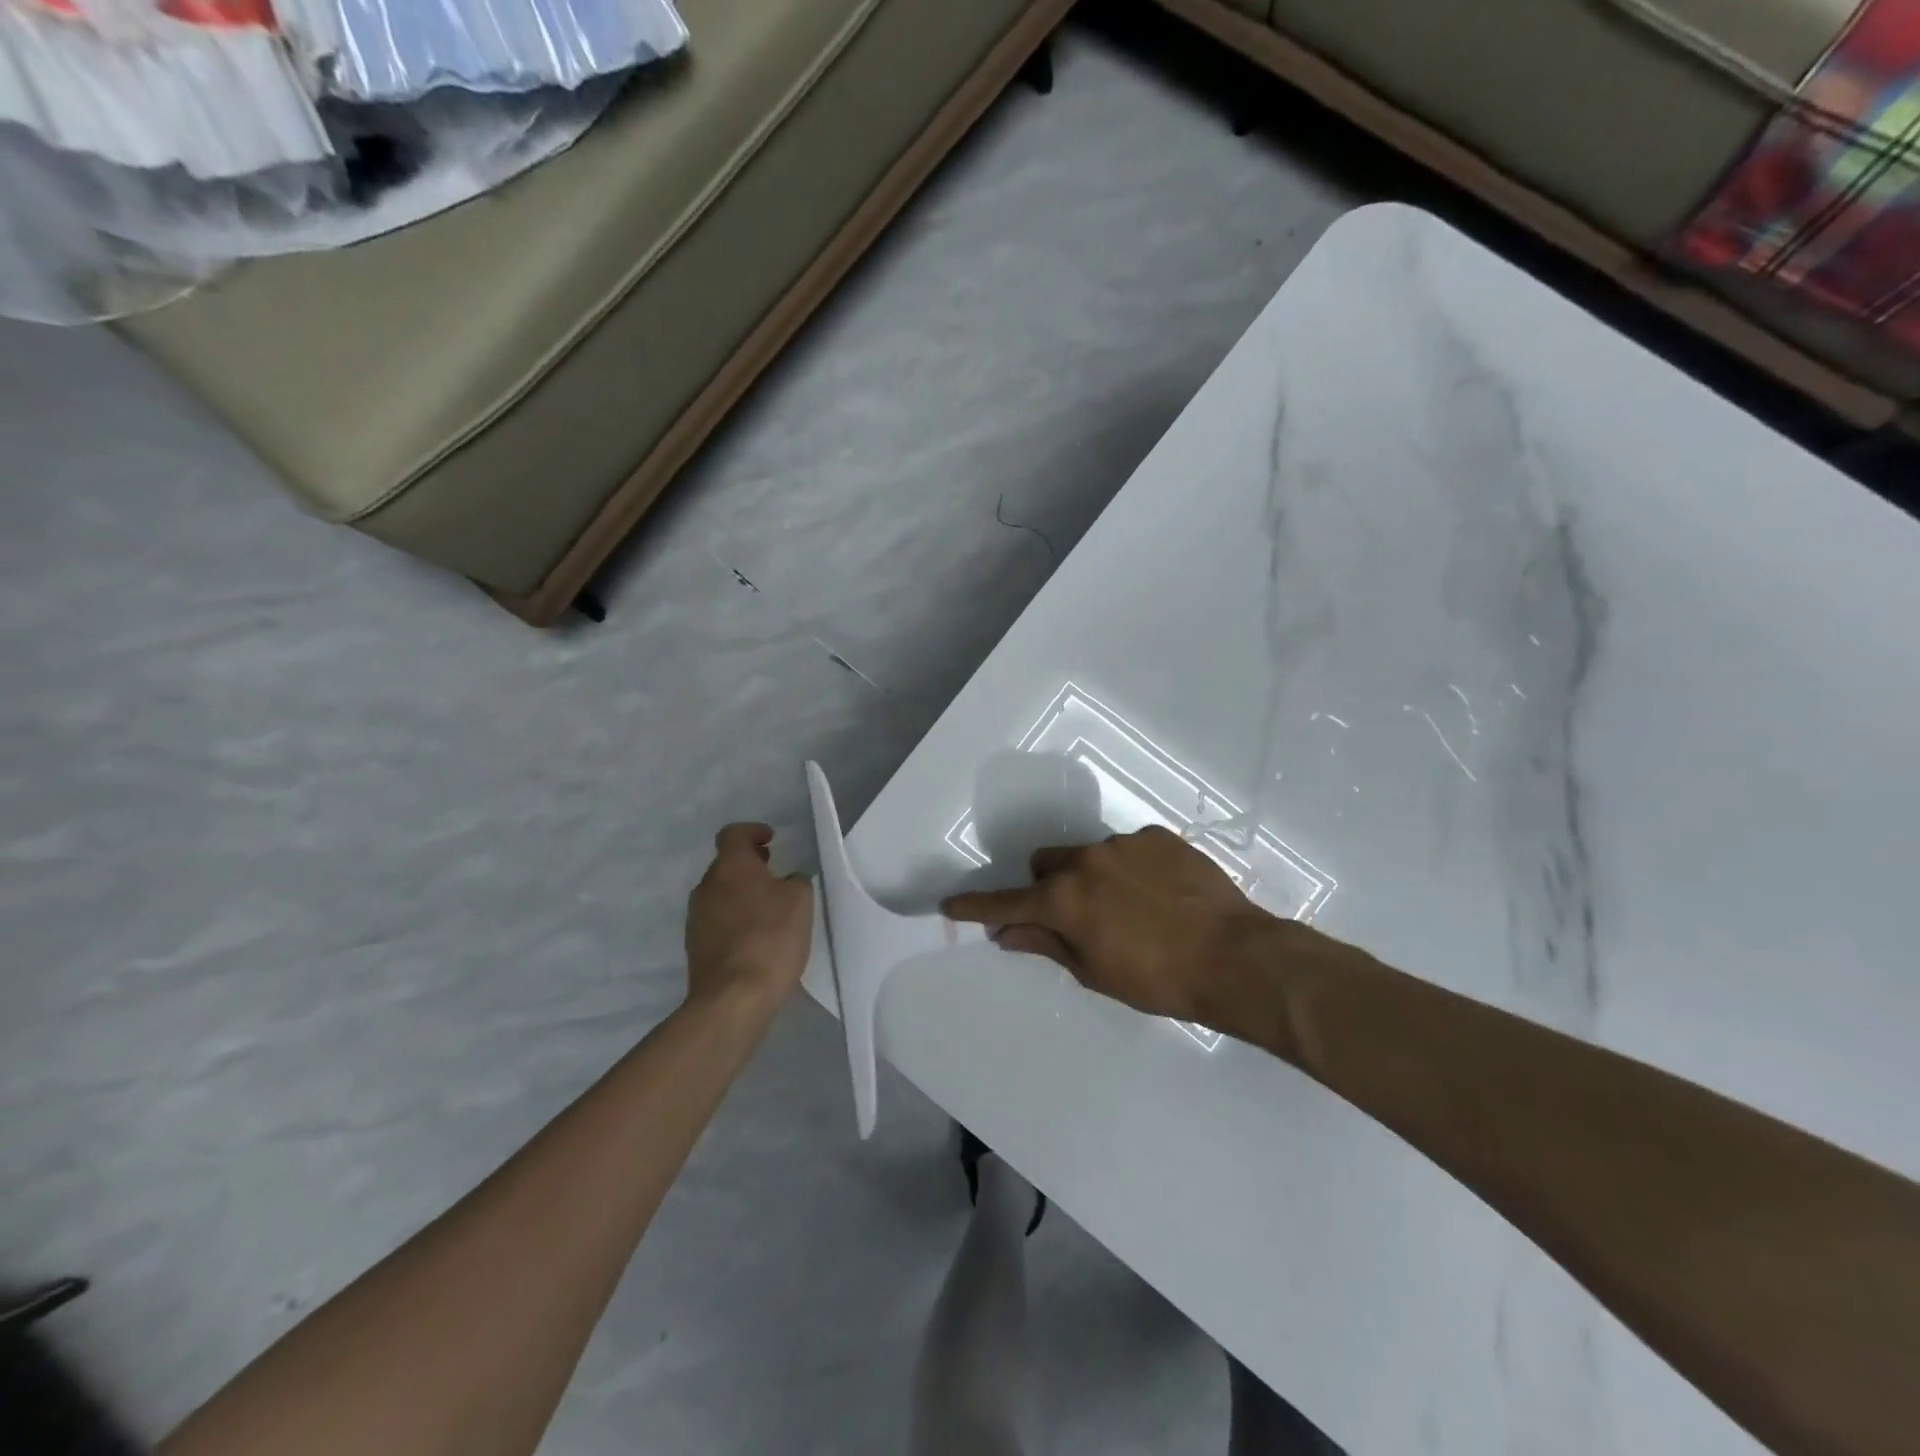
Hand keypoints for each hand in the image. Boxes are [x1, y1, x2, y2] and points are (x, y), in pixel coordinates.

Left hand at [685, 824, 813, 1011]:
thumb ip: (796, 881)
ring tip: (769, 909)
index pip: (733, 834)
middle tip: (775, 873)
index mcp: (730, 867)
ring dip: (742, 894)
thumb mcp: (800, 901)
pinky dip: (735, 919)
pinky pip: (717, 920)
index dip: (752, 832)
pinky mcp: (695, 947)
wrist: (732, 998)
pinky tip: (756, 937)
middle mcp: (706, 887)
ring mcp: (696, 918)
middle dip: (750, 865)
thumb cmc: (770, 938)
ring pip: (721, 894)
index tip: (771, 840)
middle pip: (726, 864)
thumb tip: (787, 881)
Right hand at [942, 826, 1289, 1026]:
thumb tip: (1008, 933)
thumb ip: (1047, 944)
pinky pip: (1128, 848)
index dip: (976, 907)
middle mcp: (1086, 860)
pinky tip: (1160, 894)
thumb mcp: (1095, 972)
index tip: (950, 905)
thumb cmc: (1157, 979)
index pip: (1006, 902)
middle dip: (1048, 886)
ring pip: (1088, 854)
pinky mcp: (1158, 836)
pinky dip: (1130, 868)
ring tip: (1132, 908)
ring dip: (1093, 877)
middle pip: (1046, 863)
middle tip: (1075, 916)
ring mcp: (1123, 843)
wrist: (1234, 956)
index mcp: (1064, 899)